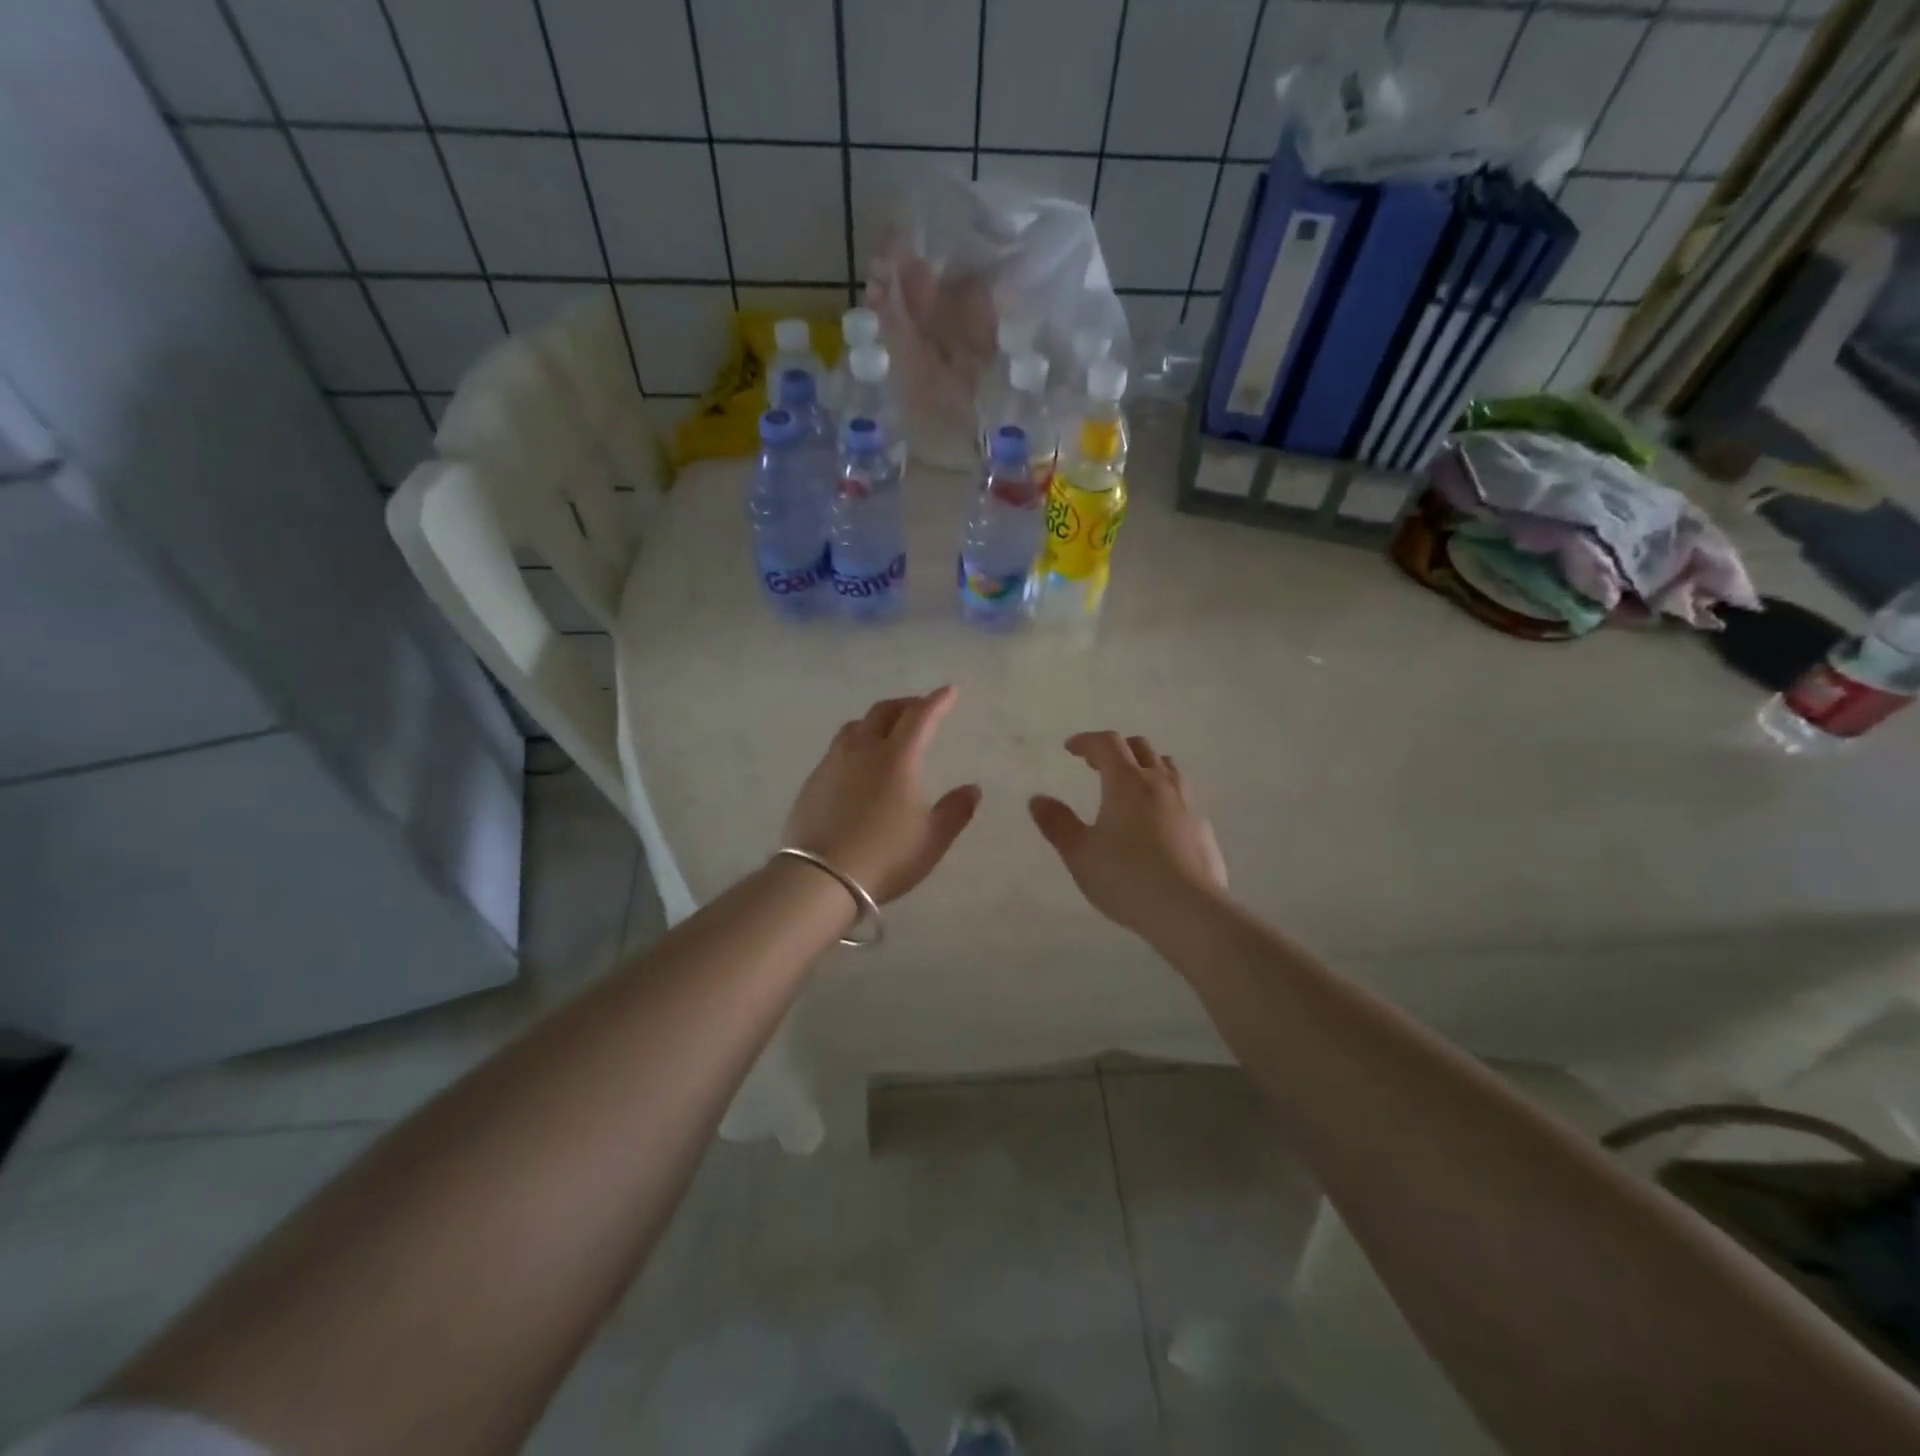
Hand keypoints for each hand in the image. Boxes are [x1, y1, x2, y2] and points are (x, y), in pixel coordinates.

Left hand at [783, 687, 981, 903]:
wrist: (820, 878)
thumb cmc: (885, 857)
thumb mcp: (931, 840)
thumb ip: (955, 811)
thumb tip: (972, 788)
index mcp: (897, 759)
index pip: (920, 717)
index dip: (937, 701)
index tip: (949, 691)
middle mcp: (864, 751)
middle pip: (884, 712)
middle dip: (906, 704)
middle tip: (920, 708)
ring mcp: (834, 763)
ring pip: (856, 726)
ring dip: (877, 720)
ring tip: (887, 731)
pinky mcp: (813, 781)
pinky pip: (838, 748)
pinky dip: (856, 743)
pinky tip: (858, 763)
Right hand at [1029, 732, 1228, 936]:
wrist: (1189, 911)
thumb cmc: (1126, 878)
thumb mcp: (1080, 853)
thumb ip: (1057, 823)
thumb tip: (1038, 799)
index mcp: (1127, 782)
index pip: (1107, 744)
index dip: (1086, 741)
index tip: (1071, 748)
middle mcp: (1160, 783)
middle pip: (1140, 748)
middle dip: (1116, 749)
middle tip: (1096, 765)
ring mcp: (1187, 803)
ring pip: (1167, 767)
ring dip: (1145, 766)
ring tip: (1130, 785)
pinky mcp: (1204, 827)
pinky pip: (1182, 796)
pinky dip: (1163, 794)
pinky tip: (1156, 821)